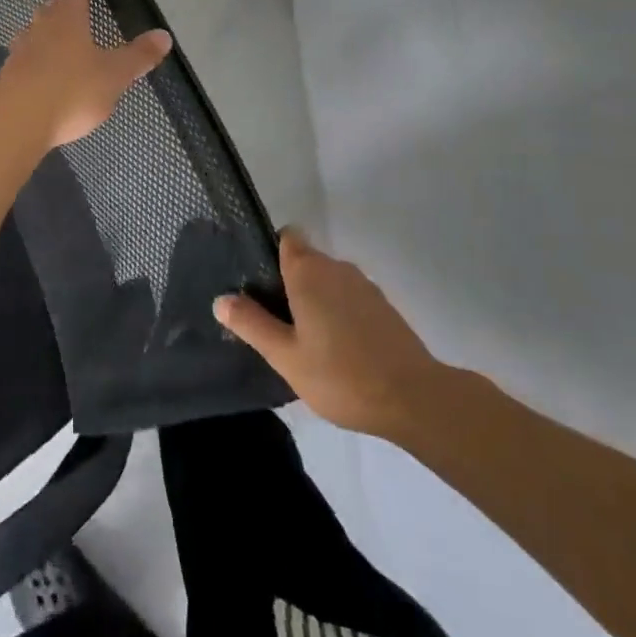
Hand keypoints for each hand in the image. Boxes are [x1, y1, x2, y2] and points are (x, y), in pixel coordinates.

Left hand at [0, 0, 171, 149]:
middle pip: (50, 10)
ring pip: (32, 34)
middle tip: (70, 8)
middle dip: (60, 8)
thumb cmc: (72, 90)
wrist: (18, 121)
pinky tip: (39, 74)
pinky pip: (23, 62)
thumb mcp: (115, 75)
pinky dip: (32, 63)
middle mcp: (40, 28)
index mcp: (68, 19)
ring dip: (42, 34)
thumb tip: (164, 35)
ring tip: (54, 39)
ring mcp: (20, 52)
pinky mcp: (7, 77)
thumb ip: (139, 56)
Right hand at [215, 228, 444, 440]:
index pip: (286, 237)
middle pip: (305, 261)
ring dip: (314, 301)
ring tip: (303, 340)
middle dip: (288, 284)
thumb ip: (251, 324)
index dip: (270, 252)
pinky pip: (348, 299)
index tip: (257, 282)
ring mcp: (364, 286)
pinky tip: (335, 350)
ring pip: (328, 282)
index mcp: (309, 271)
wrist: (415, 399)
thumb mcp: (286, 356)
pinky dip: (338, 314)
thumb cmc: (341, 374)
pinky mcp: (384, 307)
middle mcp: (337, 267)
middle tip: (273, 323)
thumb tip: (220, 299)